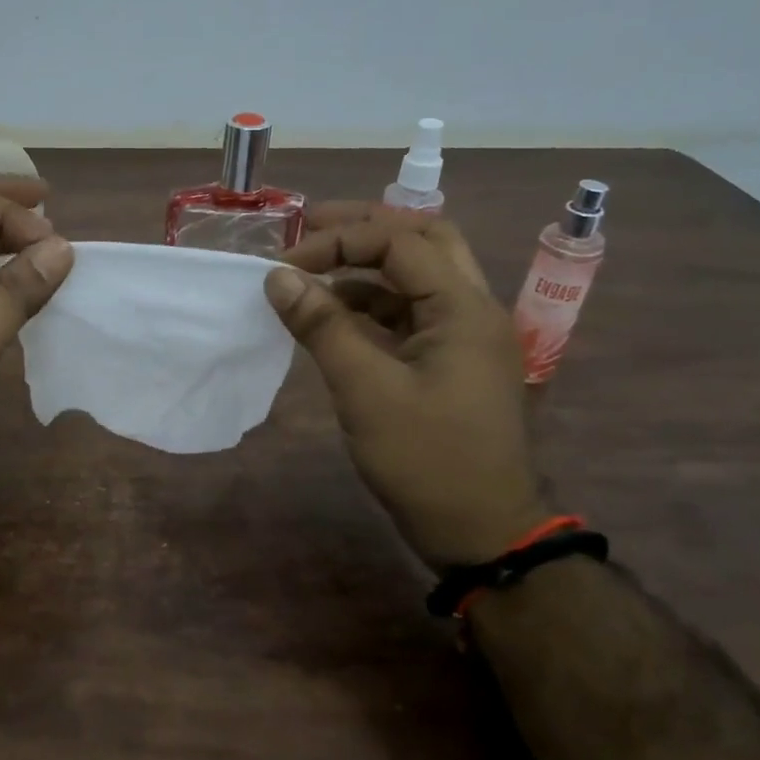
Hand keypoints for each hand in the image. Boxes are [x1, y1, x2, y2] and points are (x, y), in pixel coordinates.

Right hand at [265, 213, 548, 566]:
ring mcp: (465, 337)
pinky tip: (335, 316)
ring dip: (369, 265)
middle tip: (311, 227)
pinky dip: (373, 304)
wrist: (481, 531)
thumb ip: (322, 327)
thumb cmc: (426, 459)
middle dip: (366, 227)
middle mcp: (472, 309)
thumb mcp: (365, 391)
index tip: (285, 263)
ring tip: (315, 269)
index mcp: (462, 307)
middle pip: (424, 240)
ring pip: (419, 276)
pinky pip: (412, 313)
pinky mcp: (452, 363)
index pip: (400, 240)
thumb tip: (277, 276)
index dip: (338, 241)